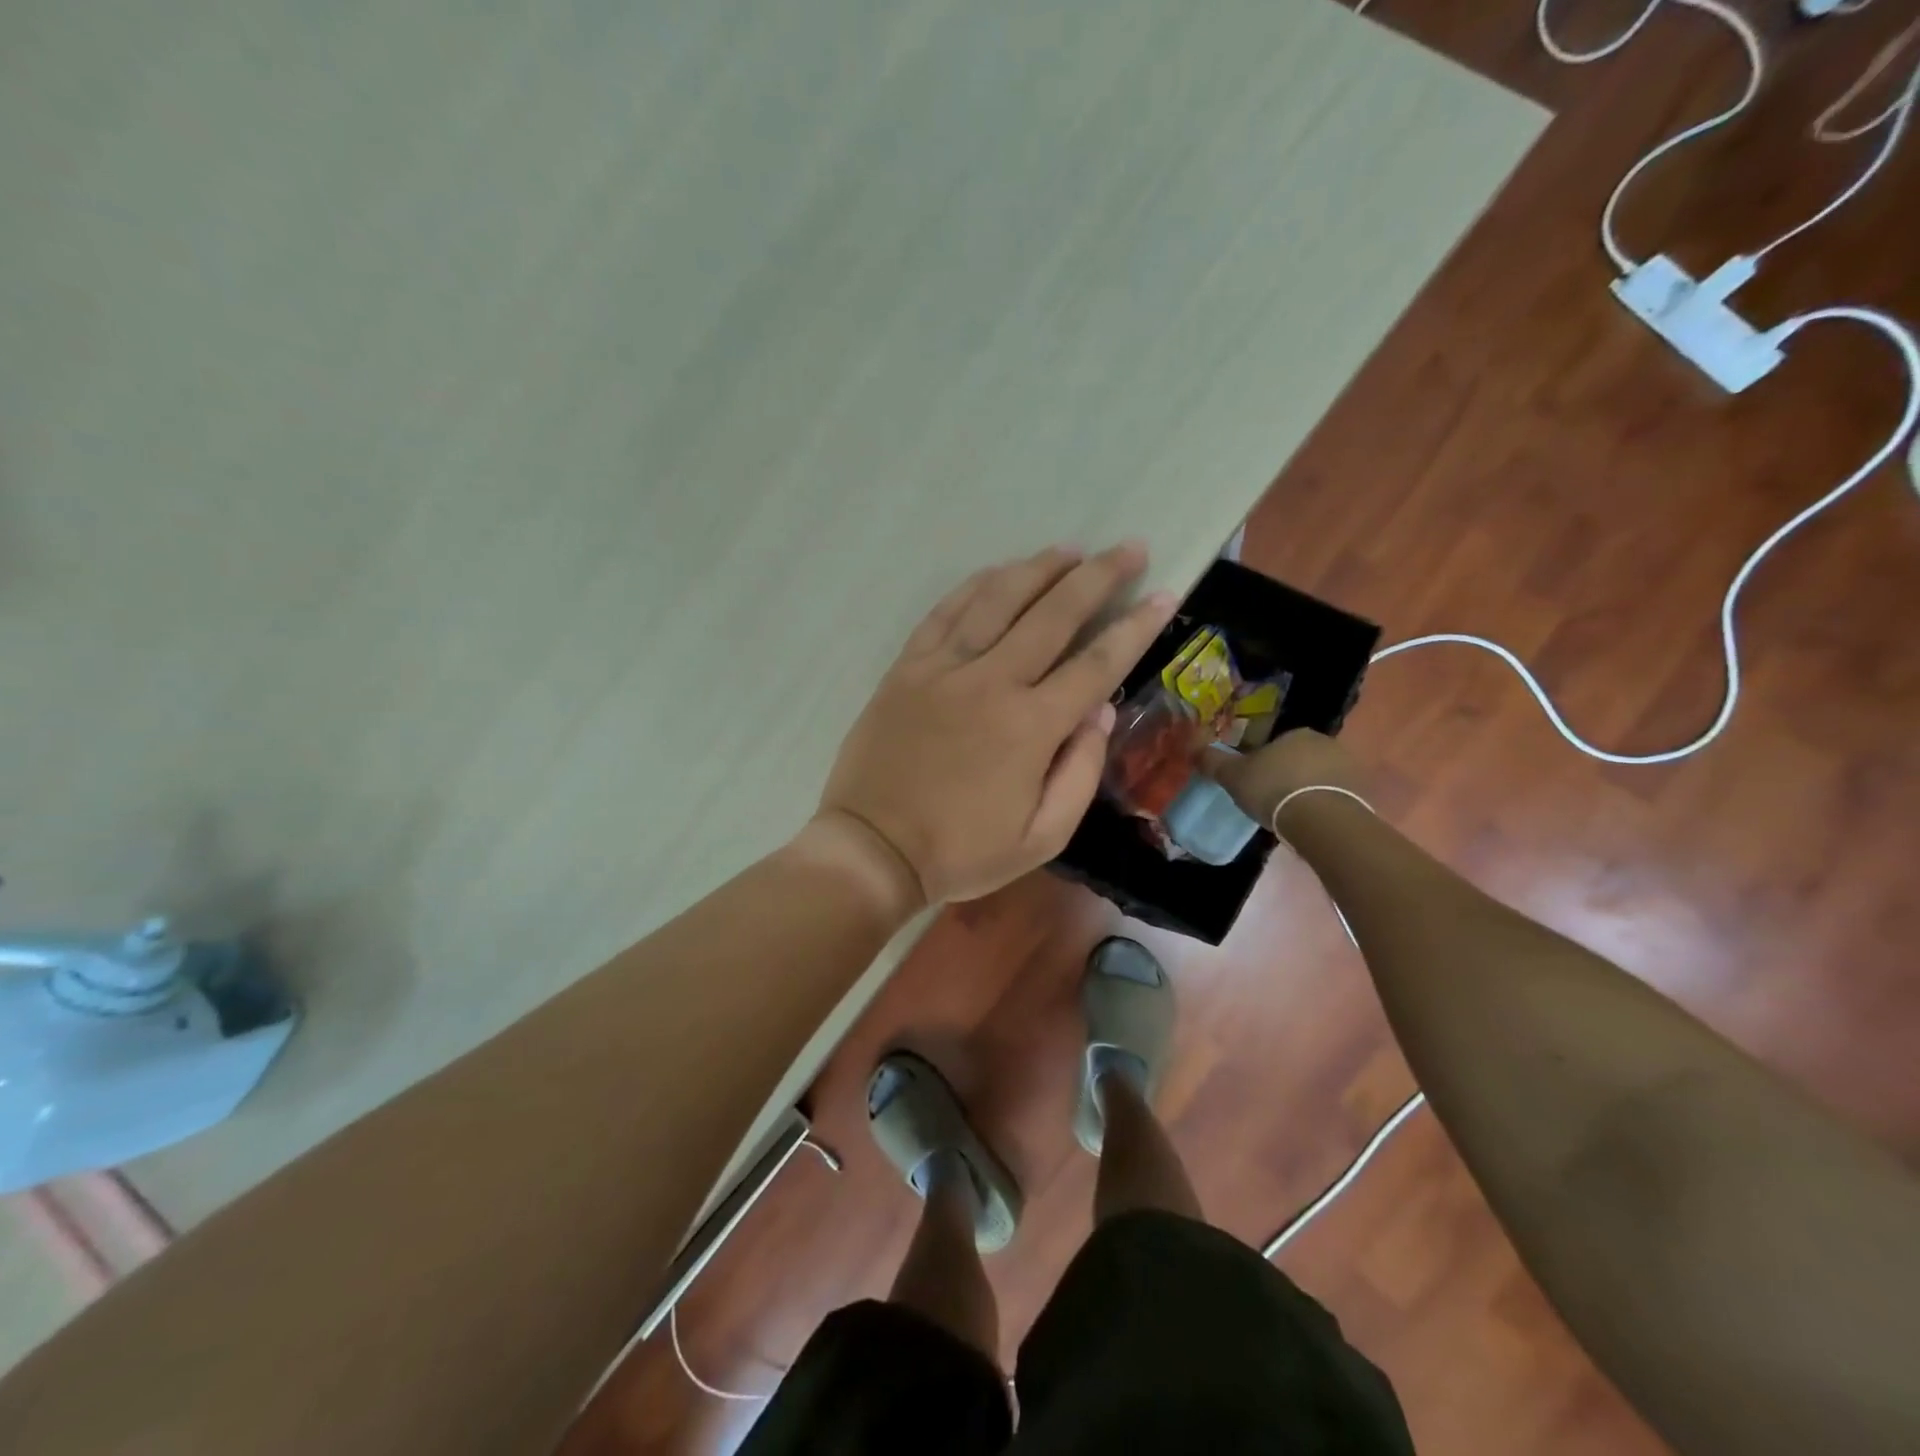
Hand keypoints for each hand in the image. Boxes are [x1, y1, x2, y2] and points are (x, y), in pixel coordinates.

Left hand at [816, 543, 1177, 904]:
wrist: (873, 849)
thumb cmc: (962, 851)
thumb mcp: (1041, 837)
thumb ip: (1080, 772)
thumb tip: (1101, 711)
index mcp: (1031, 726)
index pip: (1096, 663)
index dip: (1135, 627)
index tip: (1164, 594)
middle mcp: (991, 682)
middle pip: (1054, 614)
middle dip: (1098, 576)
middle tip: (1129, 548)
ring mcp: (944, 669)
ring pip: (998, 599)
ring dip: (1039, 568)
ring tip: (1069, 550)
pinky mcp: (907, 667)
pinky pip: (945, 612)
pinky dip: (976, 586)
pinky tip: (999, 572)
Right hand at [1203, 729, 1366, 831]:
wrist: (1322, 820)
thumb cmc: (1273, 789)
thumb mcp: (1234, 776)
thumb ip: (1213, 761)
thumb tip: (1193, 748)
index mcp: (1296, 734)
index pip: (1277, 743)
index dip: (1263, 761)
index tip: (1255, 781)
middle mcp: (1326, 743)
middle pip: (1300, 758)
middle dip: (1288, 775)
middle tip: (1272, 799)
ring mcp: (1349, 768)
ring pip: (1320, 777)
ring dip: (1308, 790)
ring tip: (1292, 815)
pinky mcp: (1363, 794)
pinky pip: (1336, 797)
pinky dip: (1324, 807)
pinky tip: (1312, 823)